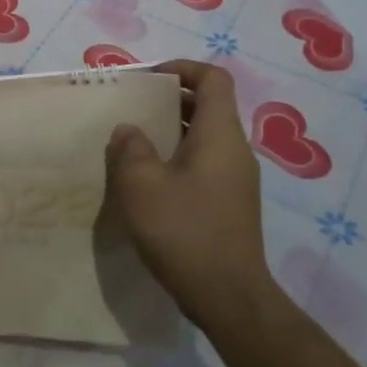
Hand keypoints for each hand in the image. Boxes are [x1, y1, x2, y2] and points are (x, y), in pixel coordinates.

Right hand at [105, 59, 268, 325]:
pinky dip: (177, 159)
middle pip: (208, 106)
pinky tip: (148, 183)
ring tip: (133, 144)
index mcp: (220, 135)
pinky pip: (204, 165)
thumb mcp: (141, 184)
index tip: (148, 78)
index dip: (182, 68)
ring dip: (170, 132)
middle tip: (132, 109)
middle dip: (169, 101)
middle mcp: (235, 150)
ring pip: (204, 138)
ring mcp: (236, 180)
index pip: (213, 79)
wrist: (228, 298)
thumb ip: (131, 148)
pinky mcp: (230, 205)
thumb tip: (130, 130)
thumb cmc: (184, 231)